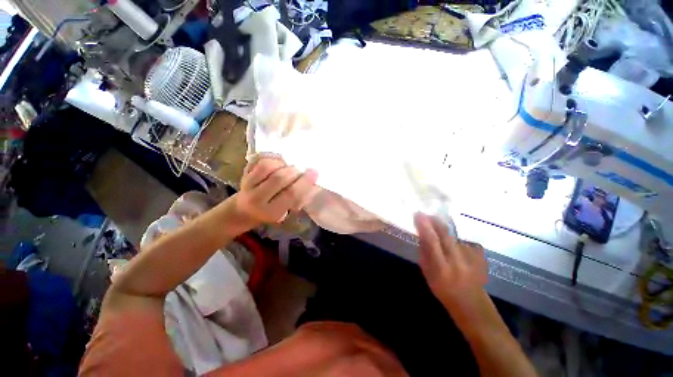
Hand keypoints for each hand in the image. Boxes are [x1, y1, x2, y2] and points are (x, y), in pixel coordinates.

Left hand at [235, 158, 318, 224]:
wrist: (244, 210)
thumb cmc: (271, 211)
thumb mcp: (286, 211)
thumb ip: (298, 198)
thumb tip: (311, 179)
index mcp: (271, 211)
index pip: (291, 194)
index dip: (305, 181)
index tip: (315, 172)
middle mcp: (256, 198)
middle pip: (279, 178)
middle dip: (295, 171)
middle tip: (300, 171)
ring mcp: (247, 183)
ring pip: (267, 165)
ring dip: (283, 164)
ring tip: (287, 167)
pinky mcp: (244, 172)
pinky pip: (259, 158)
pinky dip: (272, 157)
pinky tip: (278, 162)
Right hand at [414, 213, 487, 311]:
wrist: (472, 303)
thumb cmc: (444, 290)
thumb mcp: (428, 274)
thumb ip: (424, 253)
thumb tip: (421, 233)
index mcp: (441, 268)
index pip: (432, 241)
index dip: (424, 226)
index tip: (418, 214)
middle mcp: (458, 261)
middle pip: (445, 234)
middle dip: (435, 221)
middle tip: (427, 214)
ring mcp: (471, 258)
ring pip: (453, 236)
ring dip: (444, 233)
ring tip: (441, 241)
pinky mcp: (480, 256)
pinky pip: (462, 242)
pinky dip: (455, 242)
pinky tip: (455, 250)